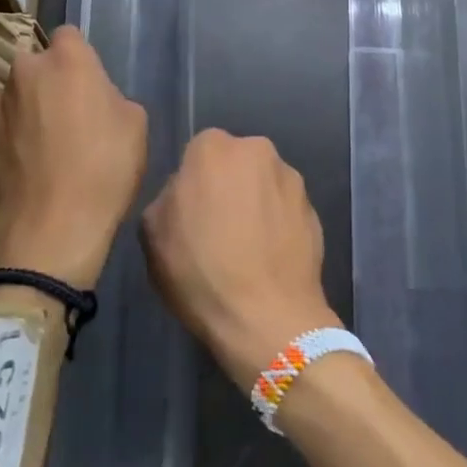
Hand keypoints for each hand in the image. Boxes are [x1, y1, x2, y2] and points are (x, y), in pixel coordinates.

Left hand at [0, 26, 146, 288]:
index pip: (69, 35)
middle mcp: (25, 71)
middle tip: (70, 112)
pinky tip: (32, 166)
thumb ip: (112, 96)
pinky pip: (4, 126)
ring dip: (31, 108)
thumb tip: (96, 100)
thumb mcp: (135, 125)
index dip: (81, 56)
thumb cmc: (104, 168)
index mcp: (67, 59)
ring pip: (18, 94)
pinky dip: (16, 137)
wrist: (49, 229)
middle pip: (38, 63)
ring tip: (49, 145)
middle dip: (51, 79)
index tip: (90, 82)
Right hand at [141, 129, 340, 388]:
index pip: (198, 152)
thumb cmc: (201, 271)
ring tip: (247, 246)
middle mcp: (257, 150)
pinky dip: (277, 224)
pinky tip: (269, 257)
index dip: (193, 183)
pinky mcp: (314, 208)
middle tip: (217, 227)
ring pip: (263, 183)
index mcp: (213, 148)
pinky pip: (285, 209)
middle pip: (235, 162)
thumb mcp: (152, 234)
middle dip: (227, 185)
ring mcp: (291, 178)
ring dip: (255, 203)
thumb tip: (184, 193)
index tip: (190, 213)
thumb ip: (167, 197)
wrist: (268, 318)